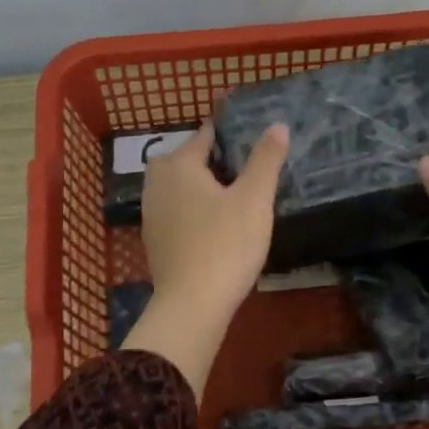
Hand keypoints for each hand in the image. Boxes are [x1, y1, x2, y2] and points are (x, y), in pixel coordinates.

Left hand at [120, 120, 288, 395]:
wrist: (192, 304)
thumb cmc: (226, 244)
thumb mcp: (254, 199)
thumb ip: (265, 160)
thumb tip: (277, 125)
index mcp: (179, 166)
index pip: (202, 137)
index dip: (223, 133)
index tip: (242, 135)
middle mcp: (158, 184)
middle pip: (181, 160)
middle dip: (204, 158)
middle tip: (235, 166)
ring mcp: (151, 214)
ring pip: (174, 187)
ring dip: (195, 185)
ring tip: (226, 194)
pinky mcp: (154, 241)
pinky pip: (172, 211)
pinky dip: (188, 209)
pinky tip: (210, 223)